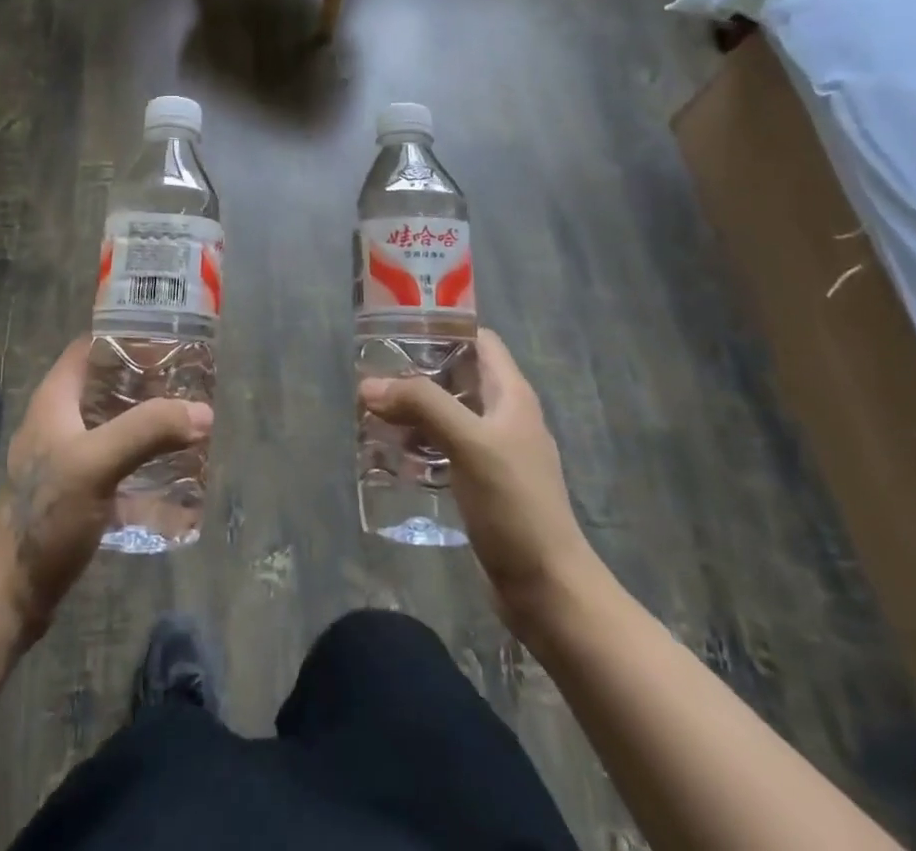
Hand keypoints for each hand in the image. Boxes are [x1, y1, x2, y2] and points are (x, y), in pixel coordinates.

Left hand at [0, 336, 212, 641]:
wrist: (9, 595)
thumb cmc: (45, 516)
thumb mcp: (96, 464)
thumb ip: (147, 431)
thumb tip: (203, 412)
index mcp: (56, 399)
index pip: (92, 346)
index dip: (128, 335)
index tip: (172, 337)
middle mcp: (62, 420)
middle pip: (110, 384)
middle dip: (150, 381)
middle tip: (193, 381)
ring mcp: (71, 457)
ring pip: (117, 423)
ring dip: (151, 421)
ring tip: (193, 421)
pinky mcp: (81, 490)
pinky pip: (121, 462)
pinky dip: (146, 460)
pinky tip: (178, 471)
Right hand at [360, 328, 597, 626]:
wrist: (547, 588)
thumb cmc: (515, 504)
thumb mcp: (469, 443)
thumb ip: (422, 405)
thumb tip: (369, 385)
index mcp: (511, 395)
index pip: (478, 339)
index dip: (443, 327)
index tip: (398, 328)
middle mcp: (504, 416)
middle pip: (456, 376)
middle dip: (416, 372)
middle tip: (373, 374)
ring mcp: (494, 451)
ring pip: (447, 414)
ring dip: (413, 410)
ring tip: (371, 411)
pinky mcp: (482, 483)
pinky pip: (444, 449)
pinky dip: (418, 444)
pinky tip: (390, 454)